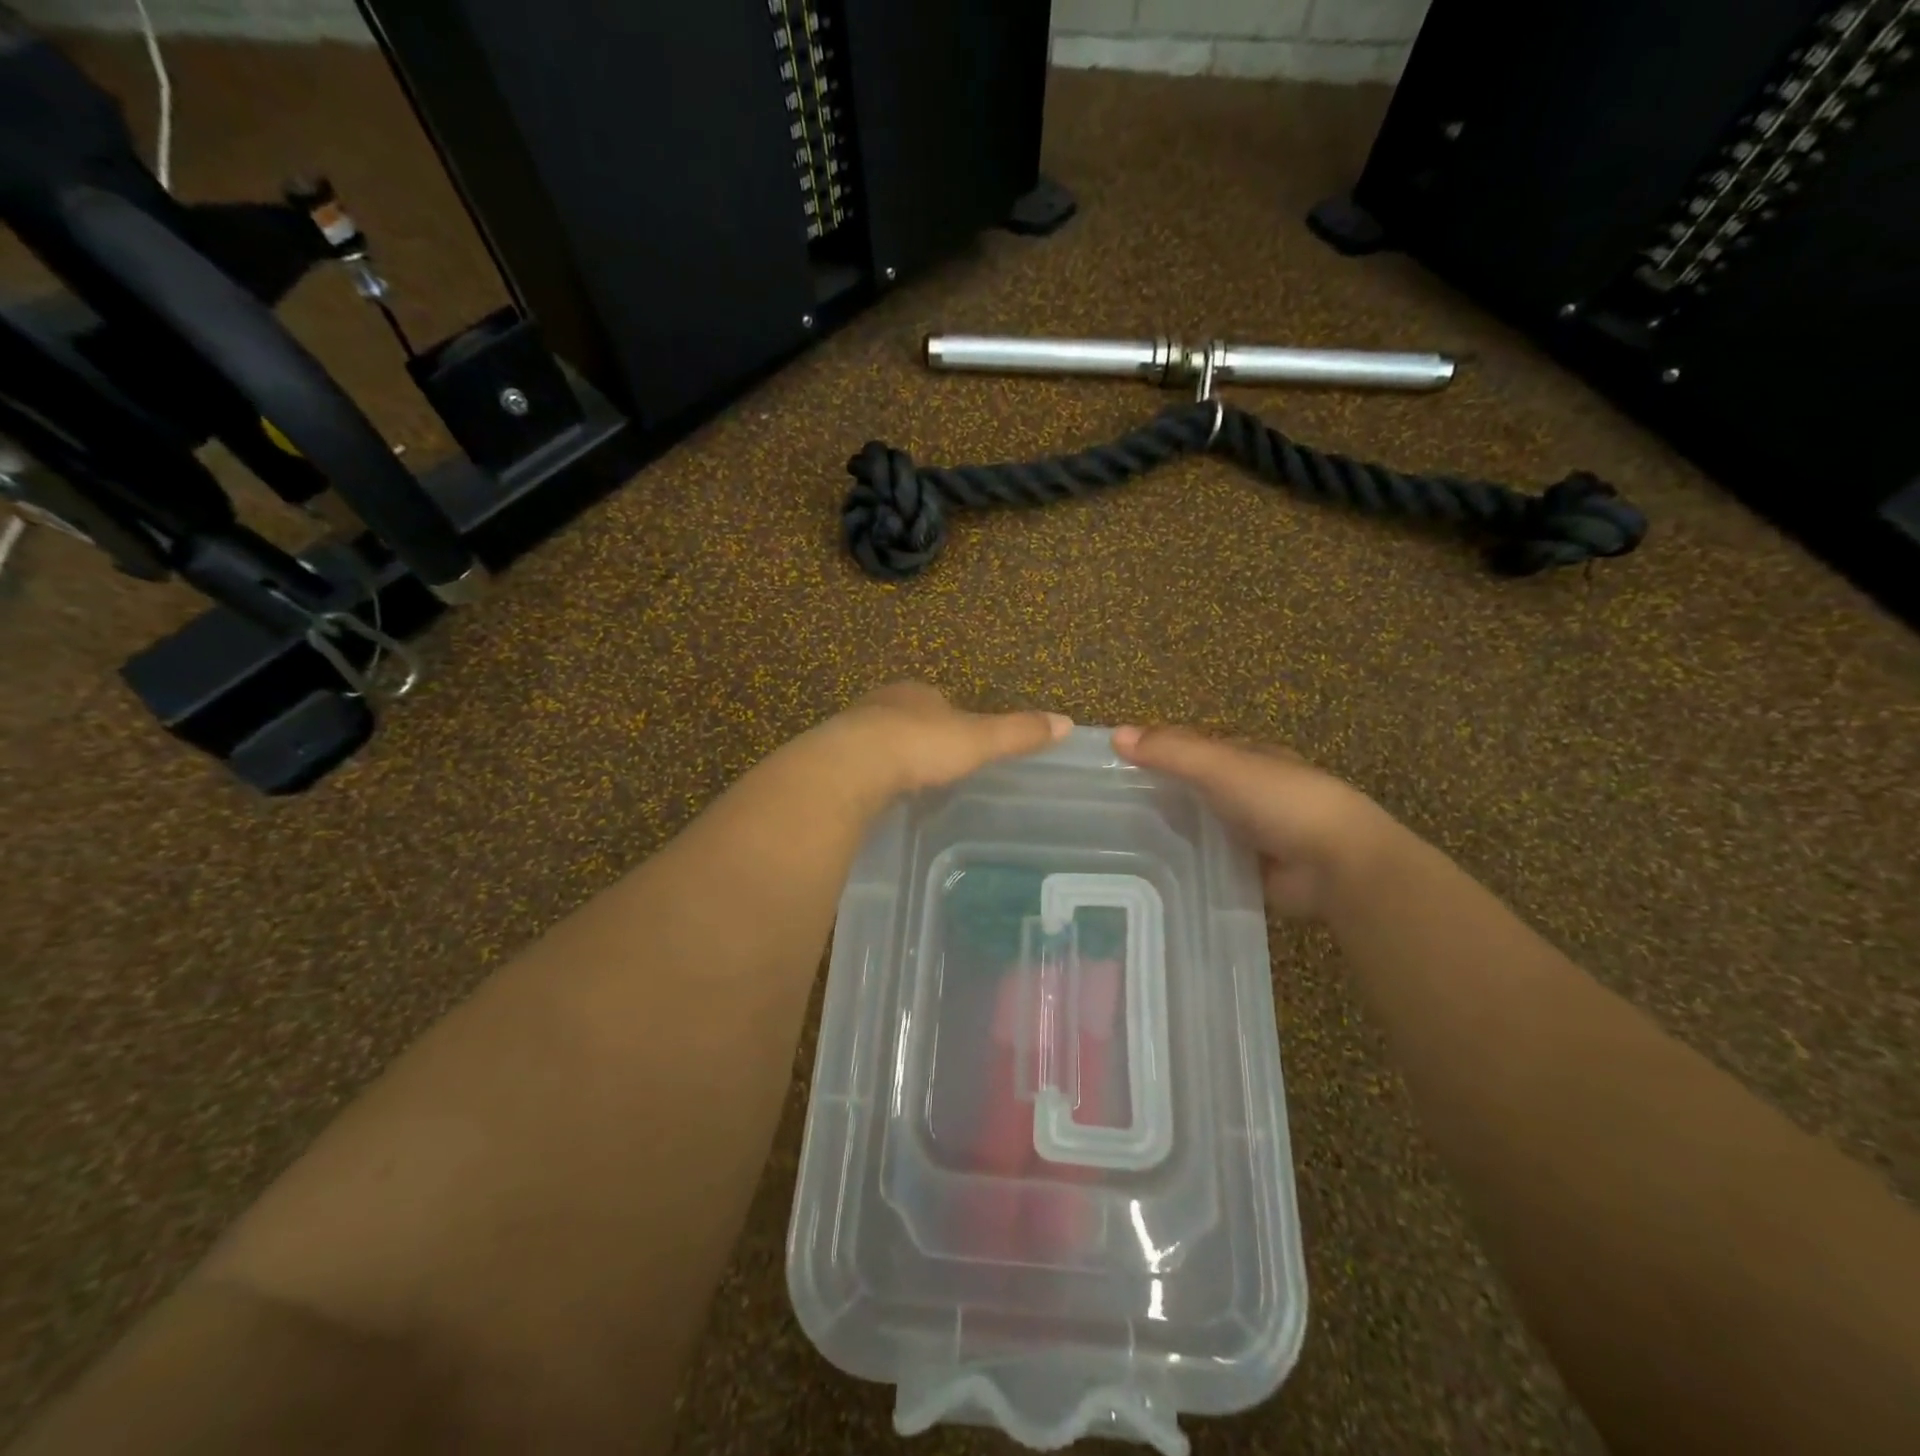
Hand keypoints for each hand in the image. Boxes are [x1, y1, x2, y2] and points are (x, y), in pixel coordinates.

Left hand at [824, 682, 1072, 796]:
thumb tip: (1066, 722)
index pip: (938, 700)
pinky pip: (857, 764)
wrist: (853, 766)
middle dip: (918, 735)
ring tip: (907, 783)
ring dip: (891, 755)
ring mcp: (852, 729)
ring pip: (878, 739)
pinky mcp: (831, 758)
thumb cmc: (921, 745)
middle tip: (934, 765)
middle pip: (906, 717)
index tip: (961, 741)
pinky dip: (869, 776)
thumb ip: (1017, 733)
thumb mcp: (979, 740)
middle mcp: (881, 703)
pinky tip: (878, 795)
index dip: (950, 717)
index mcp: (917, 692)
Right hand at [1112, 725, 1398, 919]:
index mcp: (1247, 758)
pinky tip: (1153, 875)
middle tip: (1106, 814)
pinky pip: (1210, 866)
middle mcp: (1249, 793)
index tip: (1113, 767)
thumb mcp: (1220, 766)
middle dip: (1159, 797)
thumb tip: (1115, 735)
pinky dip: (1188, 868)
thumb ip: (1171, 752)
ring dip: (1171, 834)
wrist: (1337, 864)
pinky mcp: (1252, 873)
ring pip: (1200, 829)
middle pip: (1194, 790)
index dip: (1156, 753)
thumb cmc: (1280, 801)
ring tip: (1118, 847)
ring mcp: (1253, 835)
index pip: (1193, 749)